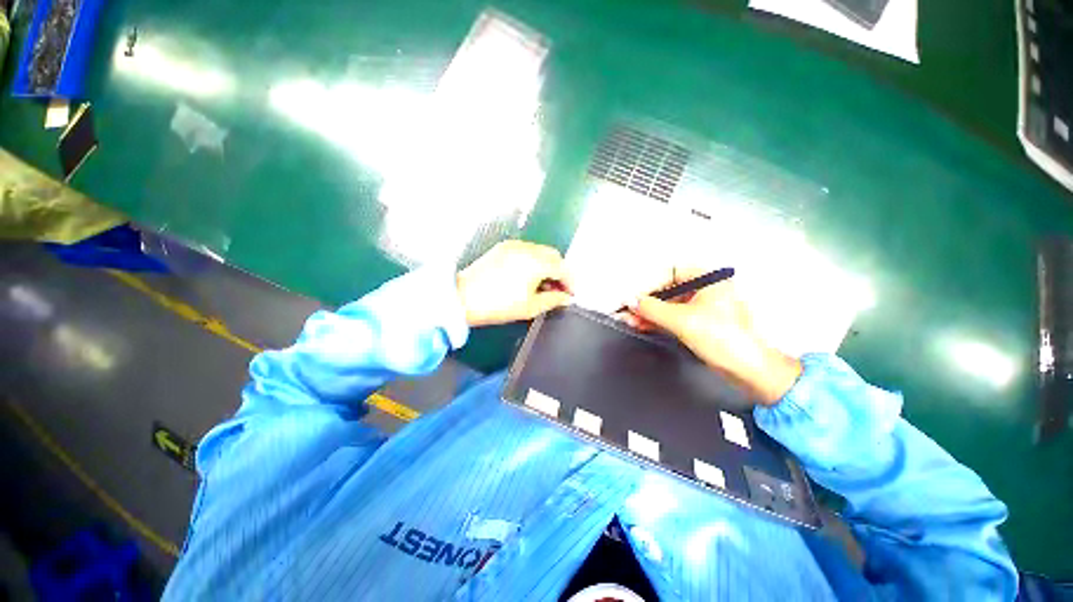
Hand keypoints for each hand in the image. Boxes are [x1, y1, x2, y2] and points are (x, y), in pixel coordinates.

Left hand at [456, 240, 573, 326]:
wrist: (462, 298)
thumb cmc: (498, 305)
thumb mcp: (530, 307)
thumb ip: (553, 300)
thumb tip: (567, 298)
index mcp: (535, 263)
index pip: (563, 267)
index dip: (570, 281)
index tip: (571, 294)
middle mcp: (527, 248)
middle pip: (554, 256)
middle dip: (560, 271)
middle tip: (559, 289)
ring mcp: (514, 246)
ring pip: (540, 251)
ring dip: (547, 265)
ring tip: (544, 285)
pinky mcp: (503, 247)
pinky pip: (527, 250)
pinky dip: (534, 261)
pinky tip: (529, 276)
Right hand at [624, 268, 800, 405]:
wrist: (748, 371)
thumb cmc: (727, 341)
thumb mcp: (683, 320)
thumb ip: (652, 308)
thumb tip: (631, 300)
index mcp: (710, 280)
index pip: (670, 274)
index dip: (649, 285)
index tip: (633, 297)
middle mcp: (706, 290)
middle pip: (667, 290)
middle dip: (645, 302)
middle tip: (627, 310)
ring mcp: (701, 307)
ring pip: (667, 305)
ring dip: (648, 313)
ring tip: (629, 319)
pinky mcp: (698, 323)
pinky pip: (671, 317)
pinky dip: (656, 321)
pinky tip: (641, 324)